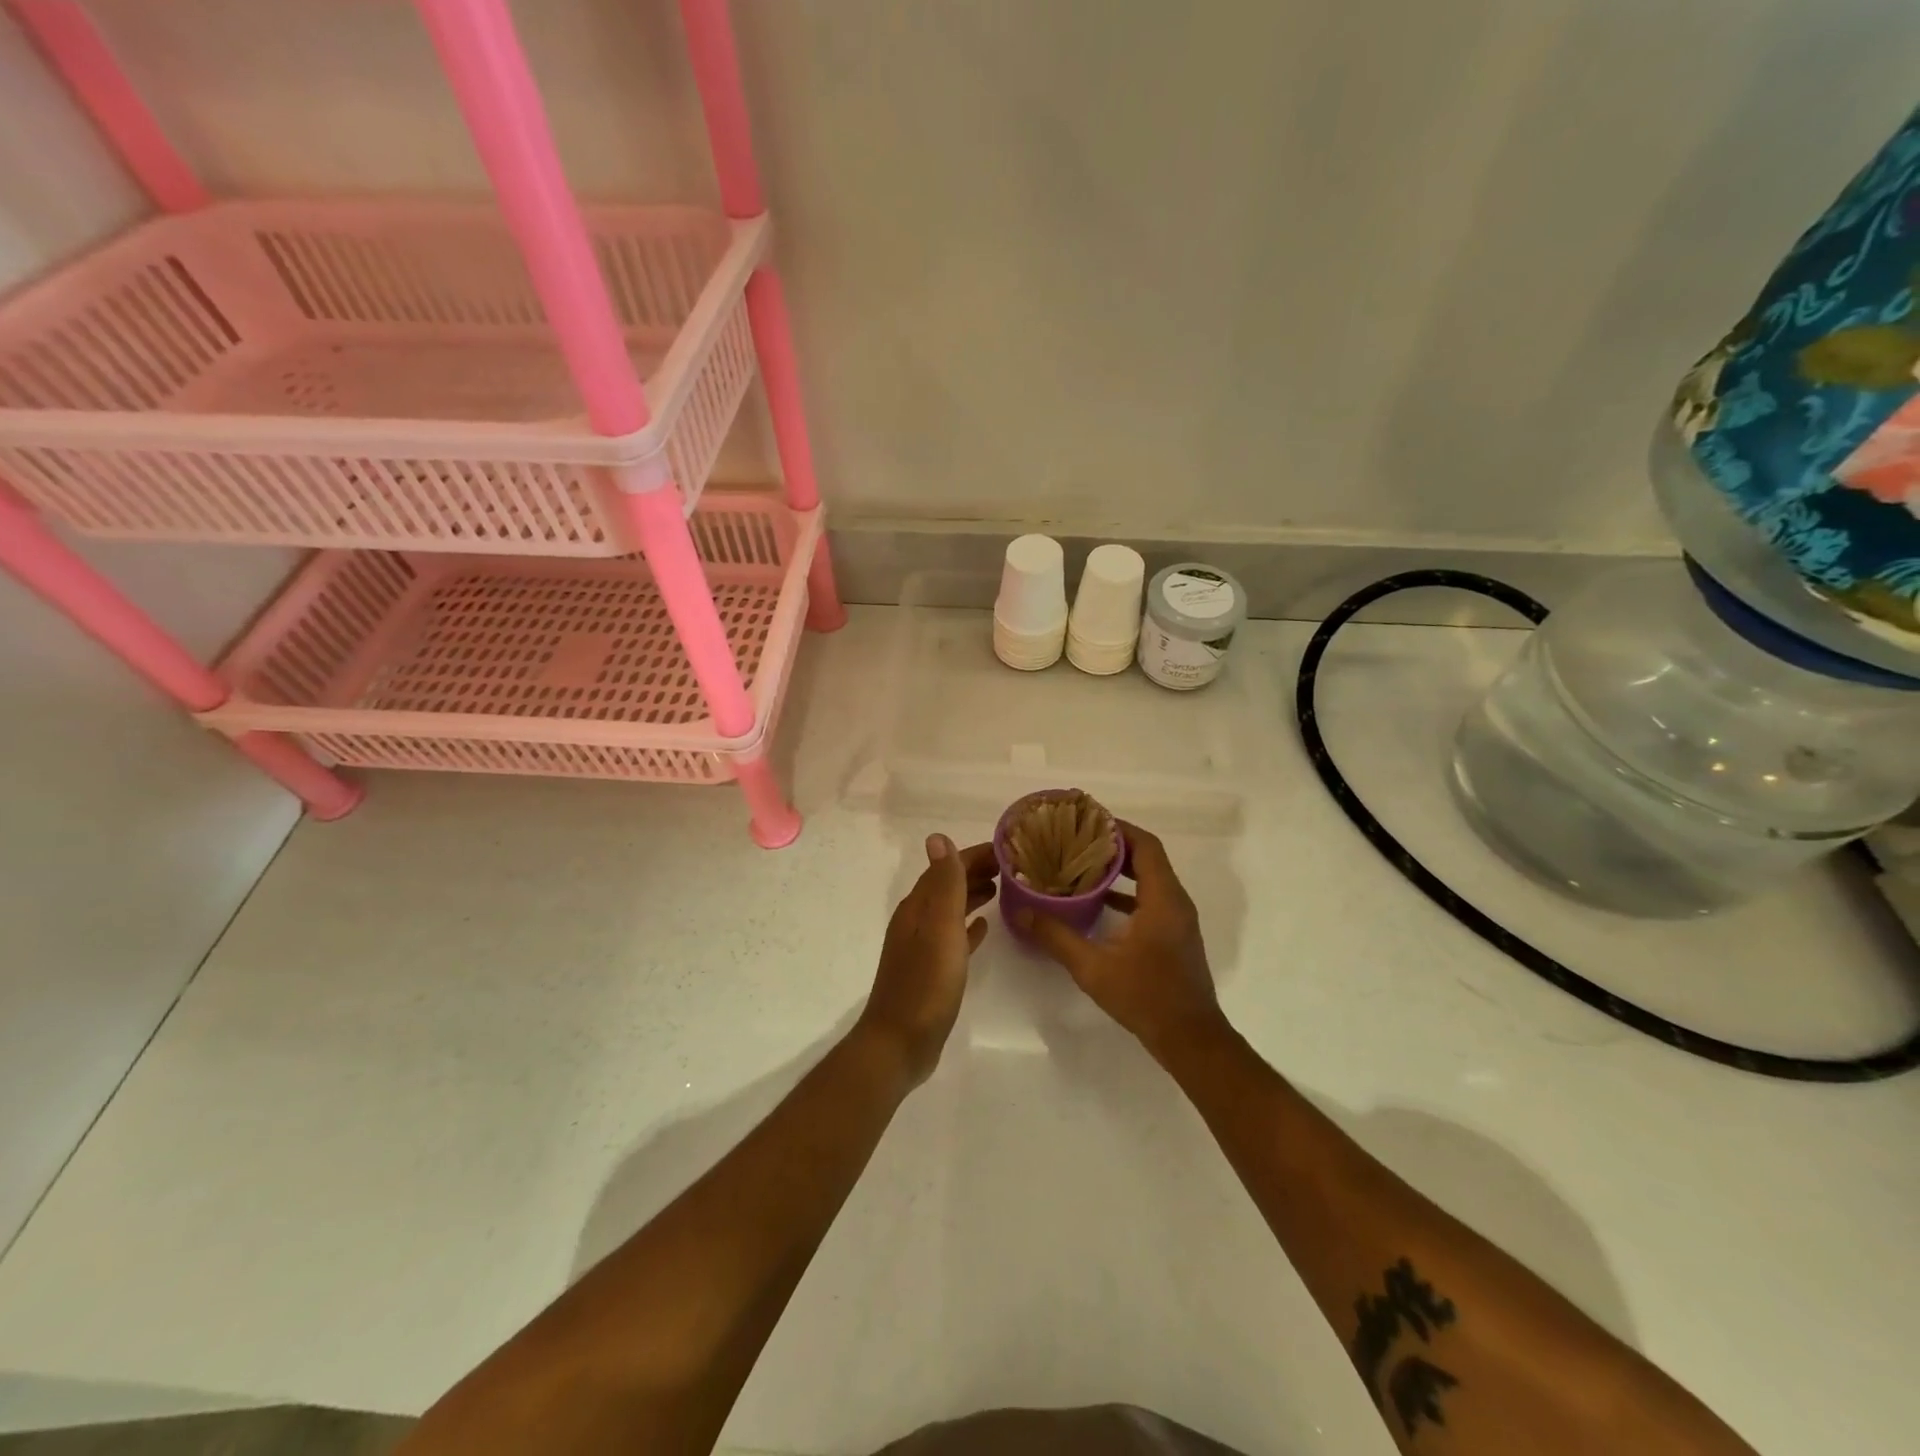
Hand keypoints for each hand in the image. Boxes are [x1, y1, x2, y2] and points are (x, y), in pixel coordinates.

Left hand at [857, 835, 996, 1085]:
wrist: (900, 1043)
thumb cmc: (925, 984)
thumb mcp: (940, 928)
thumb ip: (944, 884)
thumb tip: (938, 837)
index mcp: (917, 908)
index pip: (946, 868)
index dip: (973, 855)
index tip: (1007, 850)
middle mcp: (916, 921)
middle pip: (947, 886)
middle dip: (975, 871)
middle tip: (1012, 868)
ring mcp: (922, 947)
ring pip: (950, 910)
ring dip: (972, 895)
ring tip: (1001, 890)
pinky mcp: (930, 971)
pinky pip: (952, 938)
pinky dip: (968, 927)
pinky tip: (984, 928)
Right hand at [1018, 822, 1225, 1061]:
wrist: (1190, 1039)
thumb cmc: (1146, 997)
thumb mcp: (1093, 967)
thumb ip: (1056, 937)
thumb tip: (1020, 912)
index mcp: (1163, 899)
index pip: (1145, 845)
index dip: (1118, 829)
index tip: (1086, 822)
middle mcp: (1175, 902)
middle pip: (1147, 858)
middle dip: (1114, 846)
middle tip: (1076, 840)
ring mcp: (1177, 920)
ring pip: (1150, 879)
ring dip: (1120, 869)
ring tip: (1081, 865)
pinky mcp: (1174, 936)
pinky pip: (1151, 899)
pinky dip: (1126, 893)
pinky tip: (1096, 903)